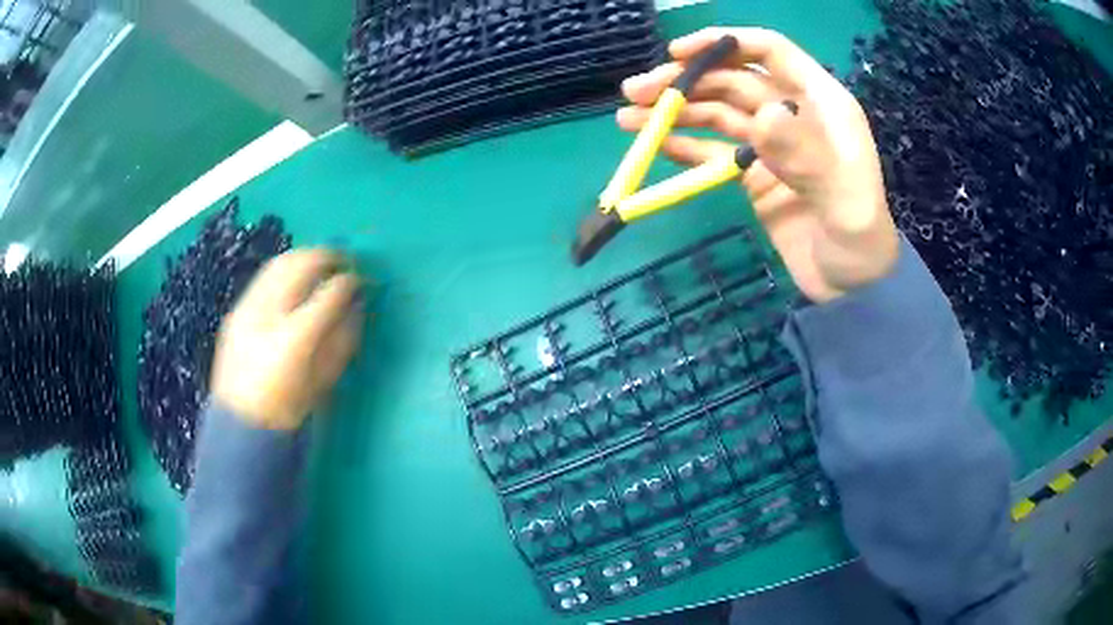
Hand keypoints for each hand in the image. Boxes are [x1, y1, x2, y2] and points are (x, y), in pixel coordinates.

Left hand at [210, 250, 364, 429]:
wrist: (242, 425)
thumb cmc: (290, 410)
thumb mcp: (324, 380)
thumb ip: (342, 339)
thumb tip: (357, 306)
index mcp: (295, 340)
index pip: (329, 293)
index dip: (349, 281)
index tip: (360, 280)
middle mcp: (268, 316)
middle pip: (301, 265)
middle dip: (327, 257)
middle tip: (344, 262)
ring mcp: (247, 310)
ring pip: (280, 263)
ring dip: (305, 257)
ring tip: (321, 263)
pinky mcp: (236, 311)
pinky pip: (264, 277)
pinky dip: (285, 269)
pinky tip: (295, 278)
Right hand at [617, 27, 898, 302]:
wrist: (853, 287)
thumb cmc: (860, 240)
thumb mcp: (843, 199)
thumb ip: (807, 155)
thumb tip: (762, 114)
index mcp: (820, 103)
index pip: (769, 51)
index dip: (723, 44)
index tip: (678, 53)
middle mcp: (792, 113)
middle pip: (731, 80)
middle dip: (684, 80)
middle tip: (636, 91)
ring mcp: (770, 144)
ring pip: (717, 113)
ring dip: (675, 111)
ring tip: (628, 118)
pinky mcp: (753, 174)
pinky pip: (714, 151)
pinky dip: (685, 146)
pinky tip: (655, 145)